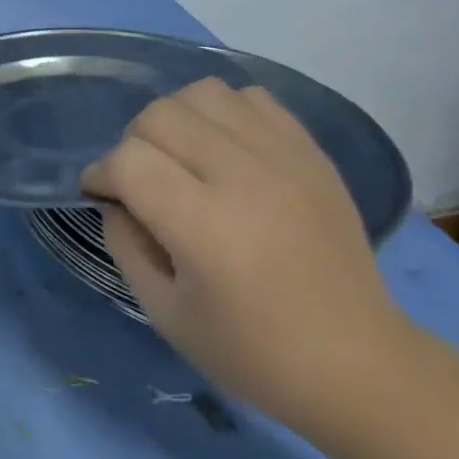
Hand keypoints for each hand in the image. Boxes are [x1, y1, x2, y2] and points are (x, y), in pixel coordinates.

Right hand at [82, 78, 409, 426]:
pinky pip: (252, 99)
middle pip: (160, 115)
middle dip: (133, 143)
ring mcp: (284, 157)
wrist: (358, 363)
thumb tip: (115, 199)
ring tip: (183, 158)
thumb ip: (125, 245)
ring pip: (203, 94)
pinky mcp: (311, 152)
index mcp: (204, 226)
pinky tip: (225, 150)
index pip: (129, 160)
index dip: (101, 173)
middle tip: (140, 181)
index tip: (100, 194)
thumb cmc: (253, 353)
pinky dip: (224, 114)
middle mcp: (243, 176)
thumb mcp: (166, 314)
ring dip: (177, 120)